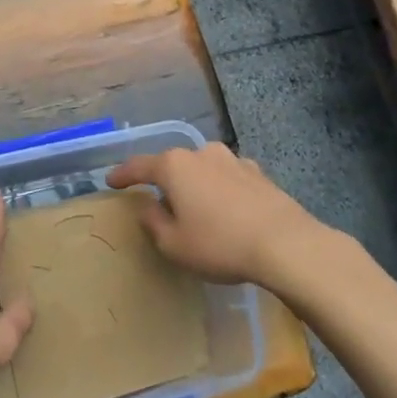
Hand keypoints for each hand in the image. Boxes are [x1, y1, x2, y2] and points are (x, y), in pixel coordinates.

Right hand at [106, 142, 324, 287]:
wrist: (286, 244)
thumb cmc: (219, 244)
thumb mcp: (174, 244)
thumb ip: (153, 222)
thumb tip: (147, 206)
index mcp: (174, 166)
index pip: (139, 166)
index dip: (122, 175)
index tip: (110, 182)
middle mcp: (201, 153)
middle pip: (174, 165)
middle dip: (164, 181)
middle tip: (159, 202)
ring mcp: (233, 160)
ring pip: (203, 169)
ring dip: (196, 184)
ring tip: (196, 207)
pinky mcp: (258, 173)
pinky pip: (229, 178)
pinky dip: (221, 190)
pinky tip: (227, 209)